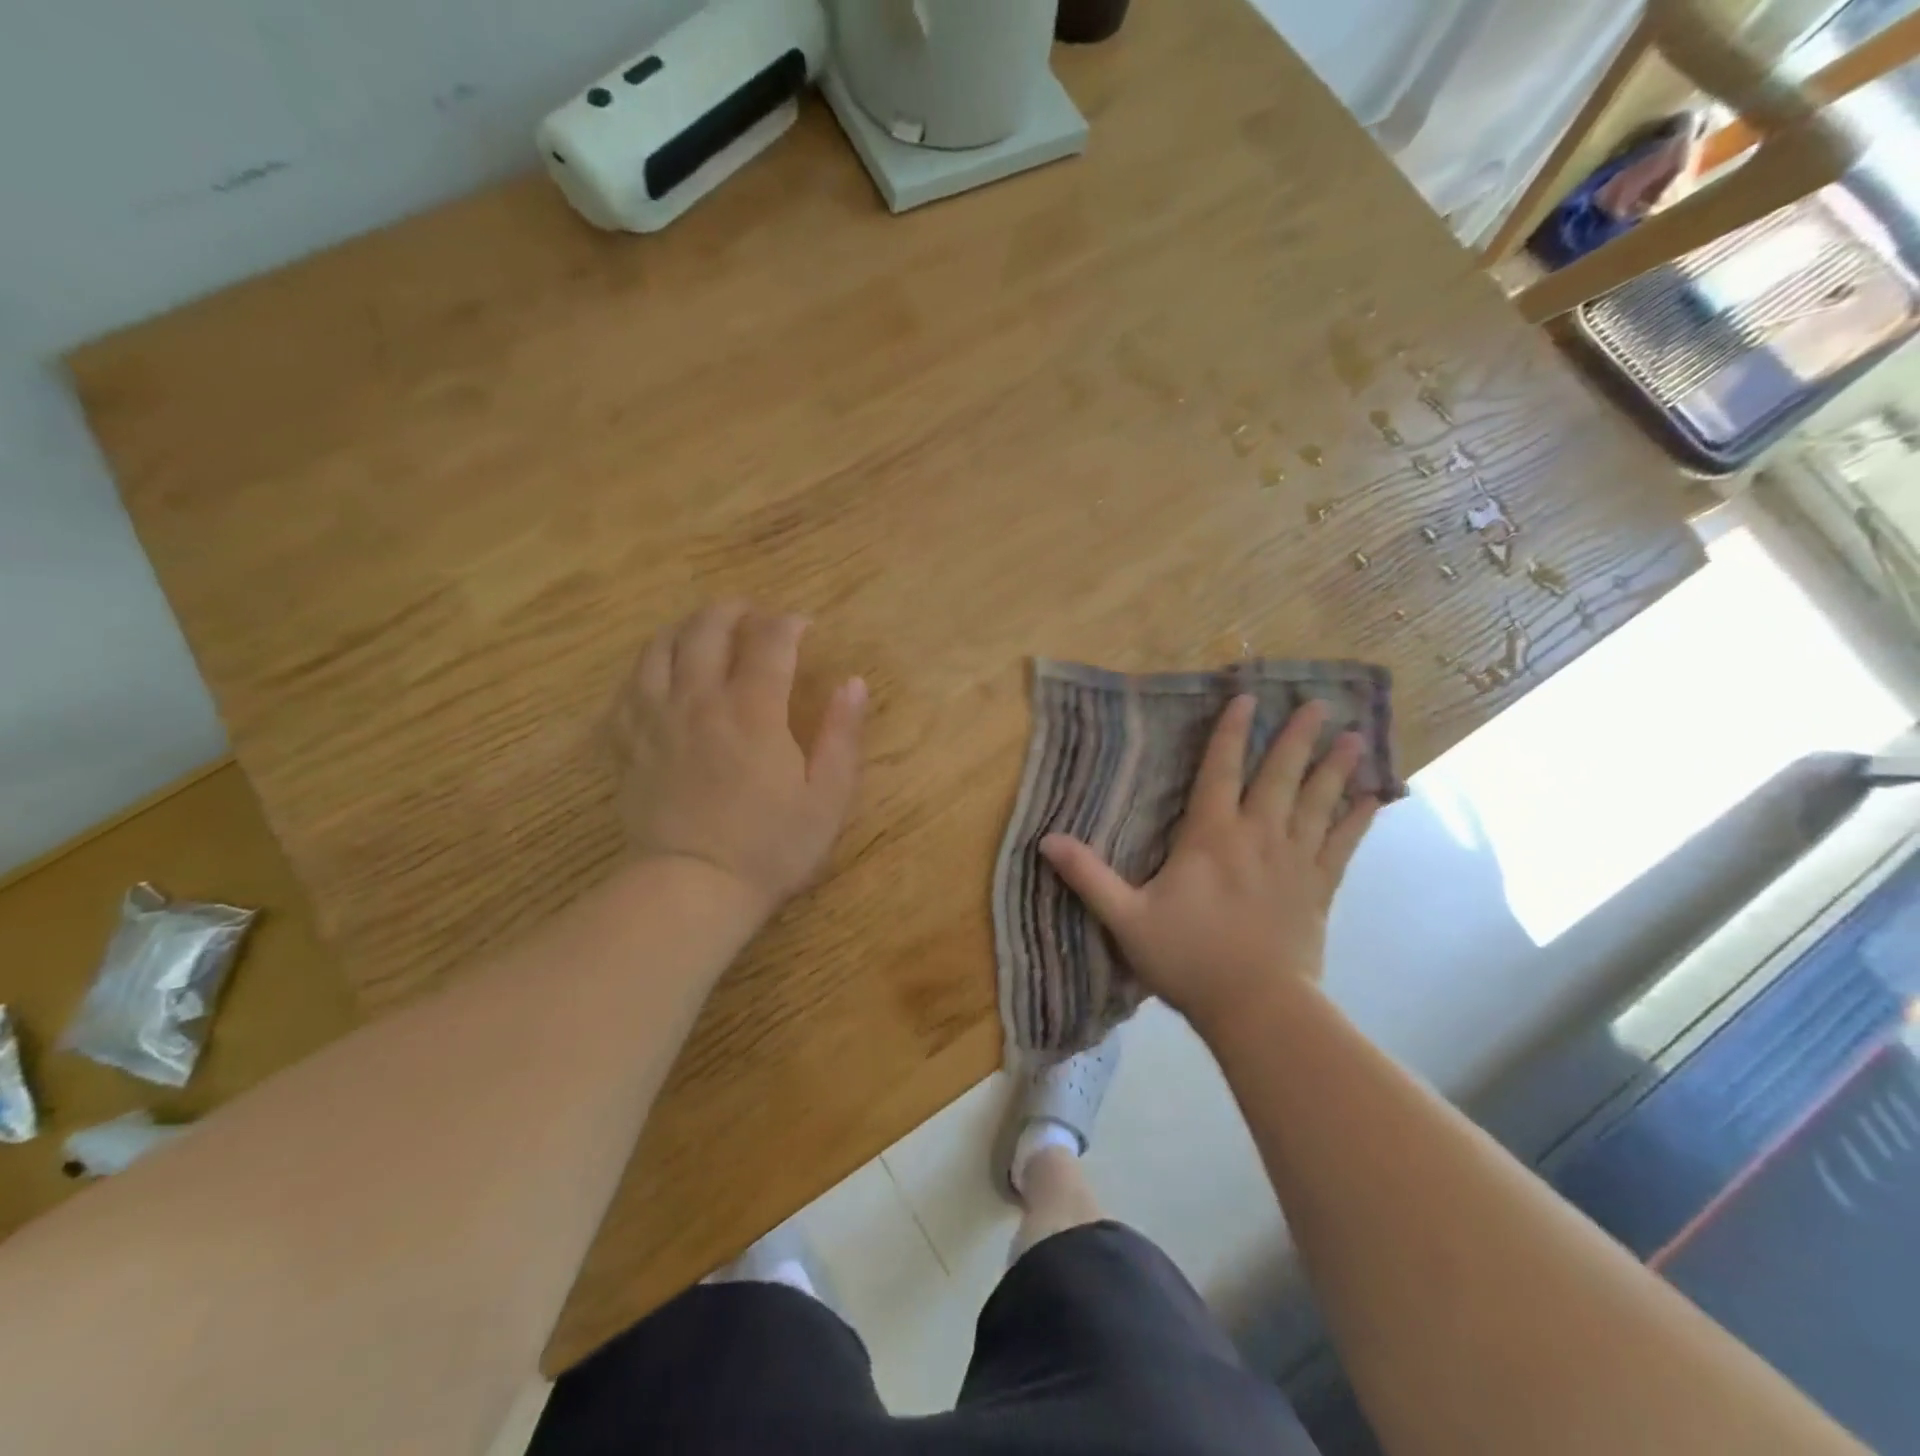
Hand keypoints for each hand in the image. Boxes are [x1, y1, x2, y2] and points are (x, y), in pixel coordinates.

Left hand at [611, 602, 867, 916]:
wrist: (693, 887)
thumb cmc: (770, 846)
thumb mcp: (827, 797)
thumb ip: (842, 735)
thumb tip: (854, 683)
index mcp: (753, 710)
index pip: (769, 641)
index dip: (788, 623)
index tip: (803, 626)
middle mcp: (699, 700)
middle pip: (706, 629)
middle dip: (733, 611)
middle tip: (752, 614)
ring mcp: (655, 719)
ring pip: (660, 648)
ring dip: (686, 628)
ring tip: (704, 630)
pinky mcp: (627, 744)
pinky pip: (627, 687)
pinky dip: (646, 668)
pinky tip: (659, 674)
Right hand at [1040, 697, 1378, 1036]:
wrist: (1257, 1008)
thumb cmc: (1188, 959)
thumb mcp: (1126, 919)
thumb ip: (1088, 876)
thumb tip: (1045, 839)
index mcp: (1210, 837)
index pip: (1219, 771)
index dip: (1230, 733)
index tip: (1247, 698)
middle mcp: (1257, 836)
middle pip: (1279, 777)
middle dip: (1296, 738)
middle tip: (1319, 704)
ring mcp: (1294, 861)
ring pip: (1318, 803)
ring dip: (1334, 768)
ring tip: (1354, 736)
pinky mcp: (1318, 889)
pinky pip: (1342, 845)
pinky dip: (1359, 819)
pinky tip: (1375, 798)